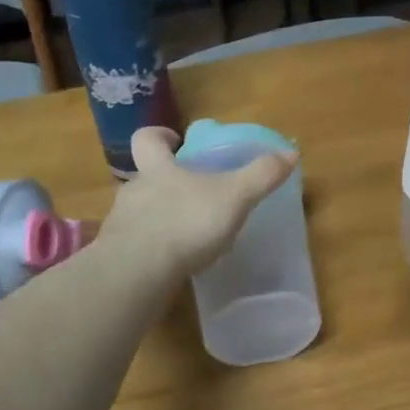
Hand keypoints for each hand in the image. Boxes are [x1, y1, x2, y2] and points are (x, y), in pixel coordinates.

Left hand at [98, 127, 296, 279]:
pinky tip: (173, 264)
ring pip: (139, 213)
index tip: (175, 141)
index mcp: (157, 169)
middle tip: (193, 194)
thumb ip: (261, 175)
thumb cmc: (186, 223)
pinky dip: (154, 251)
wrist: (137, 274)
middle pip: (145, 177)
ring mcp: (121, 226)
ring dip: (159, 219)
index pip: (146, 139)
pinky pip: (136, 247)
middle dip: (166, 183)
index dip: (159, 136)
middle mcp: (134, 191)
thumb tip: (292, 152)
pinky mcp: (116, 258)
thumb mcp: (234, 196)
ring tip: (187, 235)